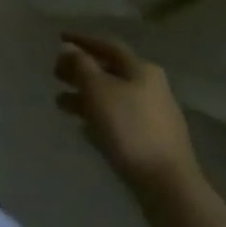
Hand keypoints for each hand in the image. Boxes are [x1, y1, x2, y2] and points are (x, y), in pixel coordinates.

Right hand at [55, 33, 200, 200]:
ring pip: (113, 98)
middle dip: (81, 72)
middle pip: (109, 72)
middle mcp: (151, 87)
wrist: (168, 188)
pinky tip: (83, 128)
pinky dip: (100, 118)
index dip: (81, 40)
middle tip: (56, 75)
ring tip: (61, 104)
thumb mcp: (96, 88)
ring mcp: (155, 117)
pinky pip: (120, 121)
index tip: (59, 38)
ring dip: (86, 97)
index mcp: (141, 69)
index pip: (106, 45)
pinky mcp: (154, 143)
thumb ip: (80, 64)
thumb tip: (70, 49)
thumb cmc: (129, 128)